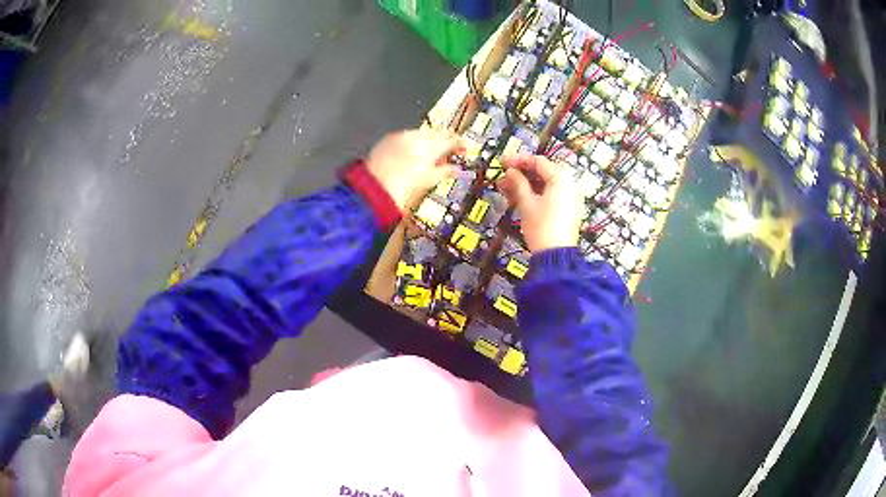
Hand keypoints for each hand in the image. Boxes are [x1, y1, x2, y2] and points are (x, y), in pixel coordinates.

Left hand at [366, 128, 463, 211]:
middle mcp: (416, 137)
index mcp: (430, 146)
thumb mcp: (429, 181)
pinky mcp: (388, 140)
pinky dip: (412, 143)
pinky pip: (406, 137)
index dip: (459, 144)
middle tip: (449, 150)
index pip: (451, 139)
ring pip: (421, 134)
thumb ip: (444, 171)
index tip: (462, 148)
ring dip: (428, 141)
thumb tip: (453, 169)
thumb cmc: (399, 190)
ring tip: (430, 154)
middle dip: (444, 140)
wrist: (373, 191)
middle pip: (436, 133)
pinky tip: (413, 153)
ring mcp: (400, 137)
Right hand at [498, 154, 581, 252]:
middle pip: (543, 171)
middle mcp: (569, 184)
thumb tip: (511, 171)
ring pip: (545, 184)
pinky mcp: (567, 209)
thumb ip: (518, 183)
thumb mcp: (526, 203)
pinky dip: (535, 193)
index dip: (518, 160)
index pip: (538, 161)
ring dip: (526, 184)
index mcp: (561, 178)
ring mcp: (570, 197)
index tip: (502, 162)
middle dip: (522, 173)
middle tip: (504, 176)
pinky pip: (551, 194)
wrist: (556, 256)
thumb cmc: (541, 227)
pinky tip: (518, 198)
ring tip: (505, 189)